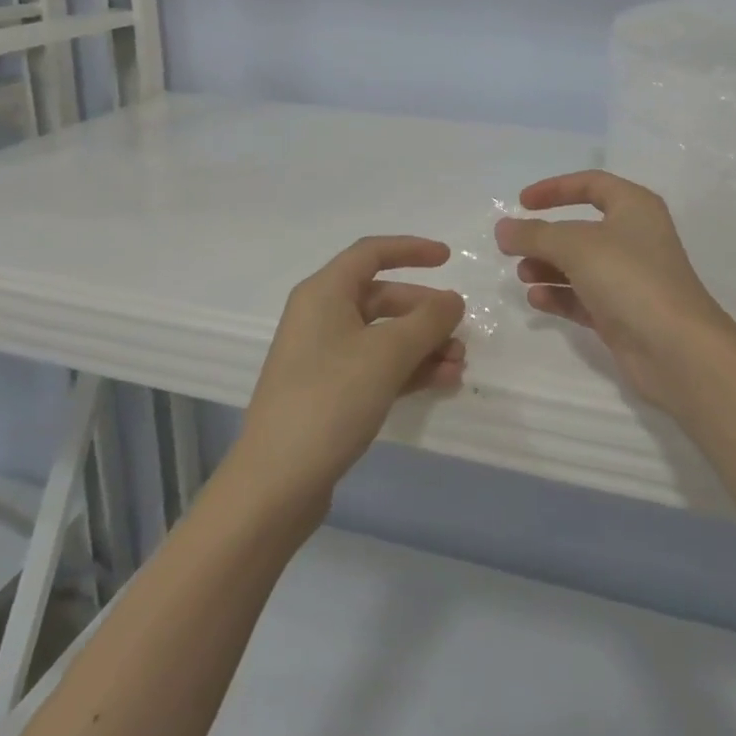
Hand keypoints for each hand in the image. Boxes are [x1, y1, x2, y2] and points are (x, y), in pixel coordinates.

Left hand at [233, 236, 465, 513]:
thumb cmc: (330, 400)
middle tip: (460, 331)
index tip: (449, 259)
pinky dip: (408, 369)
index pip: (371, 253)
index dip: (411, 250)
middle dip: (425, 312)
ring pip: (383, 336)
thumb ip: (427, 320)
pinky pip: (376, 366)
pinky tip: (441, 382)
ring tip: (458, 365)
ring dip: (423, 345)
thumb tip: (452, 300)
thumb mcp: (387, 354)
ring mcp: (323, 357)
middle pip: (382, 298)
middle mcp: (321, 317)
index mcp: (324, 293)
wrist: (276, 484)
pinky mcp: (329, 393)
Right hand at [495, 171, 735, 416]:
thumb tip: (503, 228)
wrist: (677, 349)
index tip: (522, 202)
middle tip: (513, 248)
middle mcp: (635, 238)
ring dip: (549, 267)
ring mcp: (630, 278)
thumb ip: (535, 234)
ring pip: (580, 265)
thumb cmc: (630, 278)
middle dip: (546, 237)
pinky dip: (560, 295)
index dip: (555, 189)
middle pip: (581, 229)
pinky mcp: (623, 314)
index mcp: (634, 207)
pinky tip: (536, 299)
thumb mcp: (575, 246)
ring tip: (523, 275)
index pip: (591, 185)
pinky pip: (584, 297)